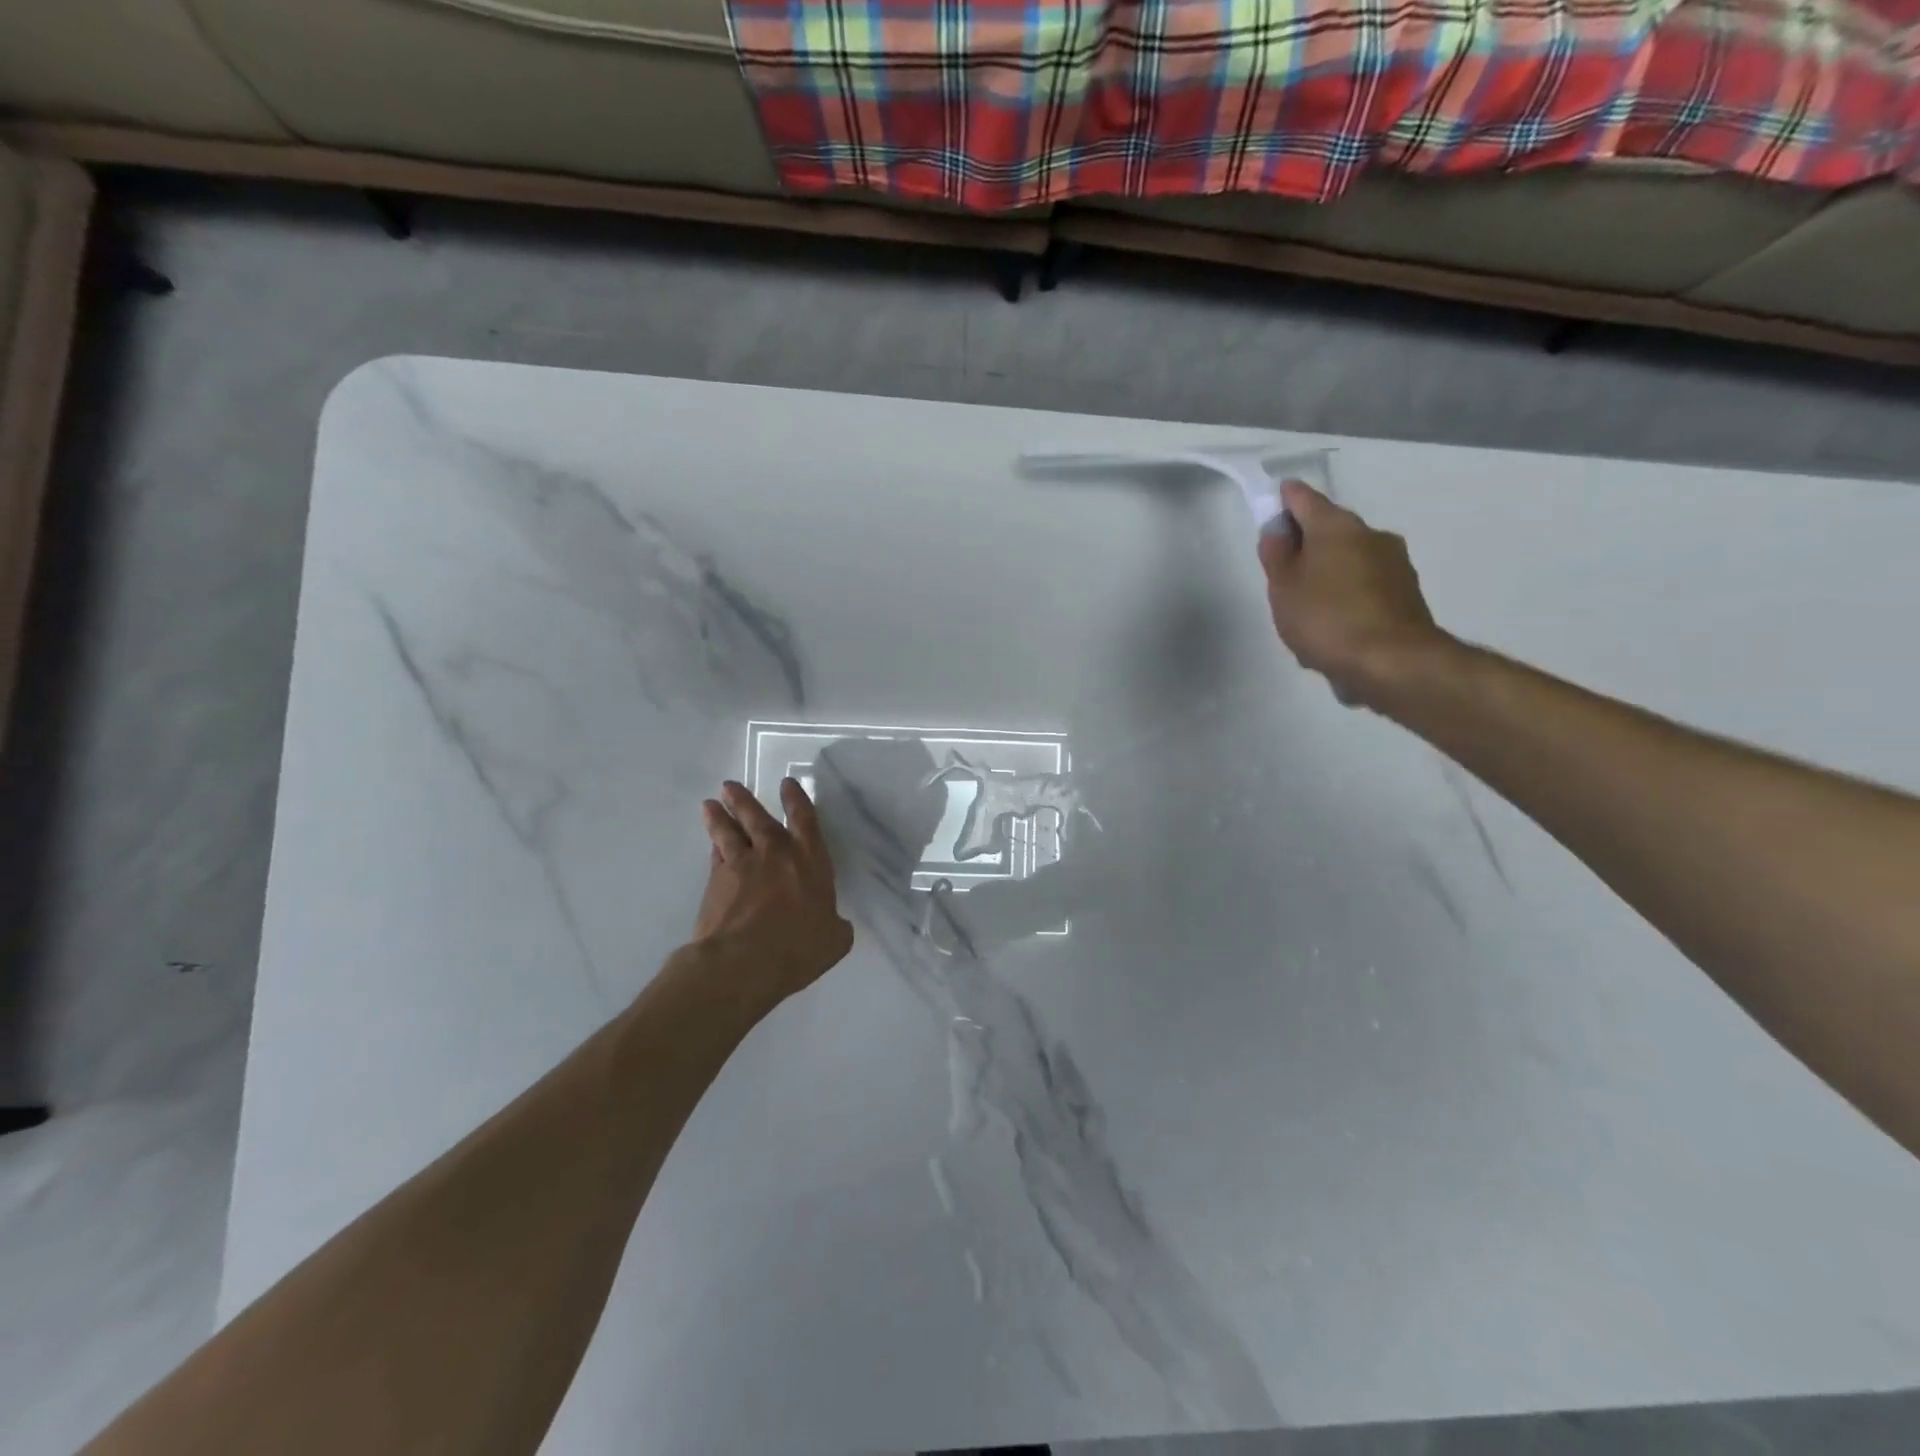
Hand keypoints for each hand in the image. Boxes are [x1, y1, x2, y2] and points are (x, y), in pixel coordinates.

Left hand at [692, 779, 854, 1006]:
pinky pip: (715, 857)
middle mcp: (775, 854)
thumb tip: (835, 925)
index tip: (786, 784)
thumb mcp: (834, 940)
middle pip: (758, 818)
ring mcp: (741, 865)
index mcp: (810, 860)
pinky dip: (714, 847)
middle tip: (730, 786)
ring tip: (710, 804)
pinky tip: (711, 845)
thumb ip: (836, 926)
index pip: (804, 819)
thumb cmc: (798, 948)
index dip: (796, 799)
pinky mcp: (715, 883)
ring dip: (720, 817)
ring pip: (729, 832)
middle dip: (745, 800)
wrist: (742, 962)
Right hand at [1258, 480, 1449, 707]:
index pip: (1304, 499)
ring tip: (1308, 609)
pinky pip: (1366, 585)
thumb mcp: (1284, 589)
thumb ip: (1276, 556)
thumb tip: (1277, 530)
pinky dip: (1348, 596)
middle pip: (1330, 530)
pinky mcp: (1407, 593)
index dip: (1284, 499)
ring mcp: (1395, 563)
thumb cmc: (1327, 620)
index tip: (1271, 505)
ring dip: (1329, 573)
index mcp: (1337, 527)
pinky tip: (1334, 626)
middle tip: (1282, 572)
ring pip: (1350, 558)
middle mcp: (1371, 535)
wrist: (1393, 663)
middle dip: (1307, 544)